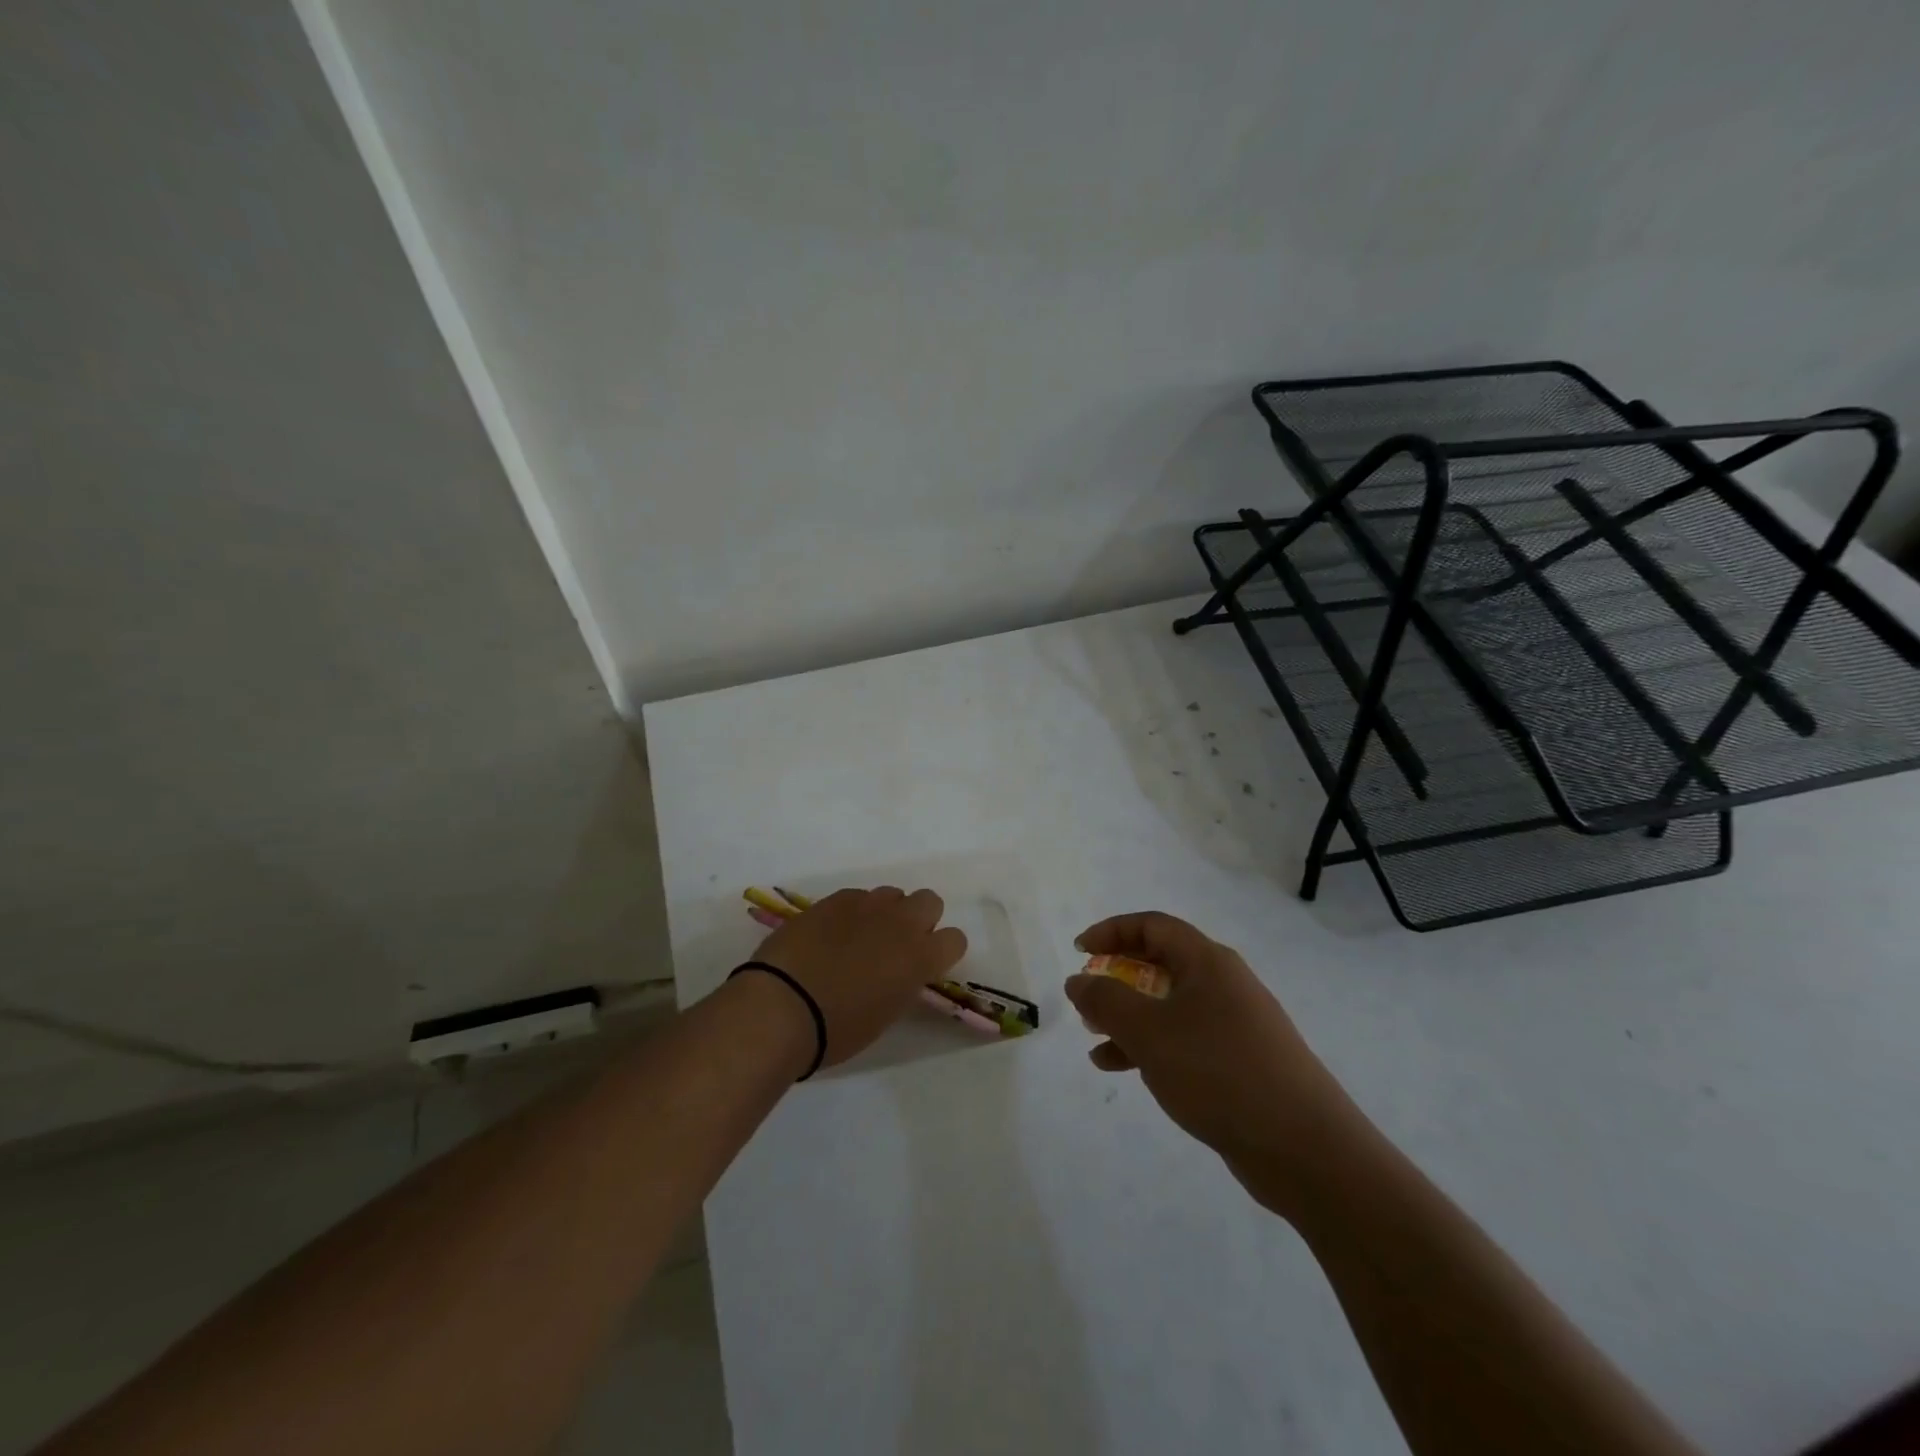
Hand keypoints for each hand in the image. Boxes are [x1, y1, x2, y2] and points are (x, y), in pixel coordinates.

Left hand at [752, 887, 966, 1066]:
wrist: (782, 1005)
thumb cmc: (836, 1029)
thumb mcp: (885, 1015)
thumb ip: (902, 984)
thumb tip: (898, 972)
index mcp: (920, 958)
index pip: (956, 939)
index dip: (942, 952)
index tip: (923, 967)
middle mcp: (901, 923)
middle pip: (930, 902)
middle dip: (920, 920)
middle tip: (896, 946)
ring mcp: (867, 905)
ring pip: (893, 894)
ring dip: (886, 913)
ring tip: (861, 938)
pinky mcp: (835, 899)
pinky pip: (858, 896)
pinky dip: (853, 912)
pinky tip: (832, 934)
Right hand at [1065, 911, 1357, 1215]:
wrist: (1305, 1148)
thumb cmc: (1218, 1072)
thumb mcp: (1149, 1032)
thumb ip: (1106, 1001)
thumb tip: (1078, 980)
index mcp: (1207, 962)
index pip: (1153, 926)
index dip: (1112, 931)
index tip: (1079, 951)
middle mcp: (1224, 984)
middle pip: (1161, 963)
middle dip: (1118, 978)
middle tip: (1088, 999)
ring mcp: (1235, 1024)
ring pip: (1170, 1006)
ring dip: (1129, 1017)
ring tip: (1095, 1038)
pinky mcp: (1240, 1062)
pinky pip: (1184, 1040)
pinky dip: (1151, 1047)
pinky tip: (1122, 1069)